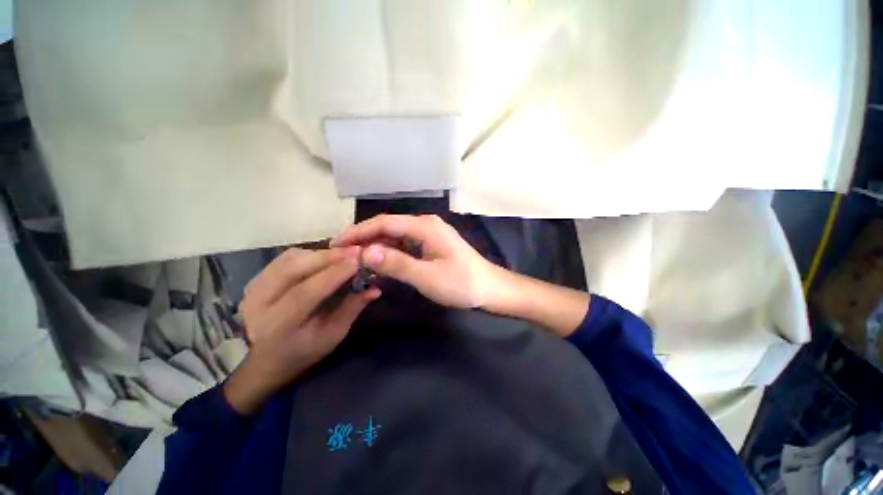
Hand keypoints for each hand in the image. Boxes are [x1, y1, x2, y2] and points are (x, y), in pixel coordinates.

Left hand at [224, 247, 379, 413]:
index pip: (305, 293)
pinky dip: (309, 254)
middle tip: (355, 250)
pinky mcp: (255, 279)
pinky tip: (325, 257)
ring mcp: (252, 288)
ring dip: (319, 253)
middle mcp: (258, 304)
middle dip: (328, 256)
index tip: (358, 260)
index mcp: (278, 326)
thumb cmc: (304, 351)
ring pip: (289, 259)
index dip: (333, 274)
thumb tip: (375, 289)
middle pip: (293, 269)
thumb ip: (351, 309)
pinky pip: (285, 258)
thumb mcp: (332, 336)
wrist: (265, 358)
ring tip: (344, 253)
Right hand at [331, 214, 498, 308]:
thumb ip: (396, 264)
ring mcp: (429, 234)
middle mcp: (425, 225)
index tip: (336, 244)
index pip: (384, 223)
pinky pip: (405, 245)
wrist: (490, 288)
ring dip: (376, 246)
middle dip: (364, 238)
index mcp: (424, 226)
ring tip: (355, 259)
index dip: (358, 232)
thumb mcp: (427, 277)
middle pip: (388, 227)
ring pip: (395, 236)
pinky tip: (379, 262)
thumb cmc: (461, 283)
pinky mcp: (431, 245)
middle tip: (341, 254)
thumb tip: (364, 253)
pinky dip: (390, 252)